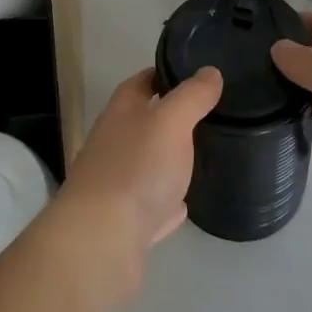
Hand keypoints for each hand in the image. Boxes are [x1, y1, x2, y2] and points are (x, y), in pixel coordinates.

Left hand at [49, 67, 222, 298]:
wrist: (102, 239)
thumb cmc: (136, 168)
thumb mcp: (170, 122)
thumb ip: (191, 97)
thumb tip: (209, 71)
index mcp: (121, 113)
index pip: (140, 82)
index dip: (163, 74)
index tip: (192, 73)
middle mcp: (113, 143)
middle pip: (142, 123)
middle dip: (169, 118)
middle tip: (207, 115)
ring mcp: (116, 184)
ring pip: (146, 164)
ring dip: (168, 160)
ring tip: (201, 155)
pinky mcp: (124, 222)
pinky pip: (150, 204)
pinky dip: (166, 201)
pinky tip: (183, 203)